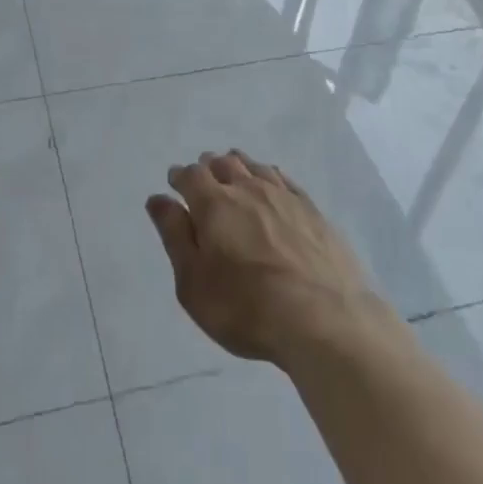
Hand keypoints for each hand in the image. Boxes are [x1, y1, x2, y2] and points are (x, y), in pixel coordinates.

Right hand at [147, 150, 393, 366]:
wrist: (324, 320)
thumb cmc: (247, 308)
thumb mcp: (194, 283)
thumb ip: (174, 236)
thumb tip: (158, 198)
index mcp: (213, 204)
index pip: (190, 175)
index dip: (180, 177)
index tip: (176, 185)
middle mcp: (246, 188)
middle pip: (222, 163)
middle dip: (208, 169)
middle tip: (204, 182)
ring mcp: (282, 196)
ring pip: (253, 166)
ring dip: (238, 167)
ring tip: (234, 177)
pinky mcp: (311, 209)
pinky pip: (283, 179)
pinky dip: (269, 176)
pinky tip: (270, 186)